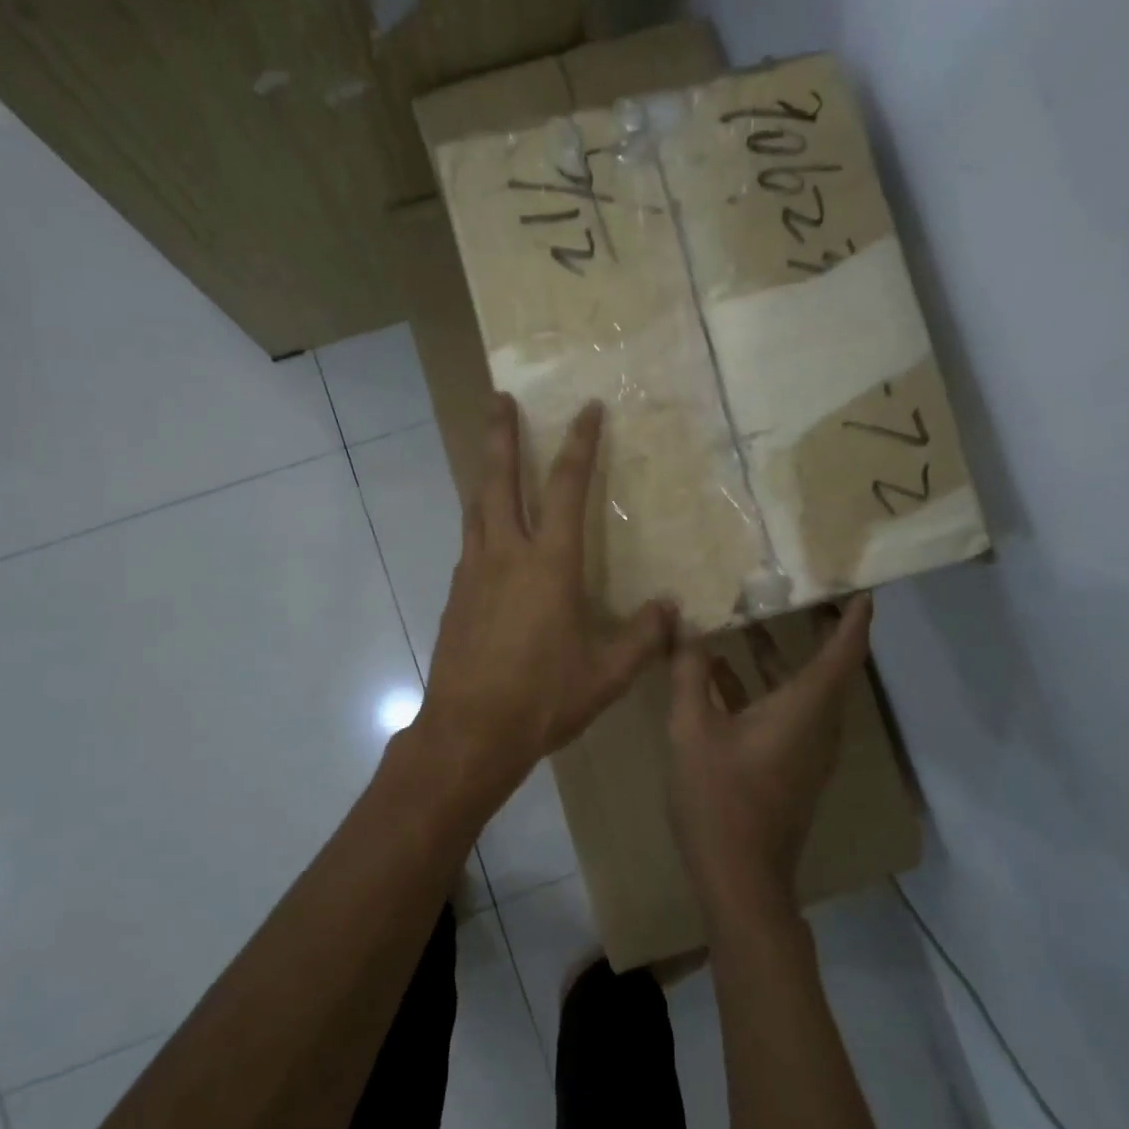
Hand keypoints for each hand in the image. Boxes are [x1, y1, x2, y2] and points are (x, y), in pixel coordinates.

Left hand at [413, 393, 673, 810]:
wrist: (469, 732)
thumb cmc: (543, 697)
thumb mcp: (608, 673)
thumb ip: (643, 637)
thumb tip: (672, 609)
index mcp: (549, 564)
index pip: (566, 488)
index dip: (579, 444)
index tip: (586, 408)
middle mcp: (506, 554)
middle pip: (499, 480)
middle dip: (500, 435)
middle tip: (499, 396)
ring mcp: (473, 573)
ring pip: (476, 507)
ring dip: (484, 474)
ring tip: (488, 452)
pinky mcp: (456, 596)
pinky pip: (470, 543)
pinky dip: (480, 522)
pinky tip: (489, 536)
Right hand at [667, 595, 873, 929]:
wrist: (740, 880)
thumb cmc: (719, 798)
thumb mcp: (693, 728)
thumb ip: (690, 671)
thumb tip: (684, 623)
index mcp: (806, 709)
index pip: (845, 651)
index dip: (856, 617)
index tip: (860, 586)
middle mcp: (818, 725)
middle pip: (830, 666)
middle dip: (819, 626)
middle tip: (800, 589)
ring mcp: (806, 750)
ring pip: (805, 689)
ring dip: (782, 654)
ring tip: (753, 618)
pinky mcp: (791, 767)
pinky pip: (787, 711)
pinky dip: (763, 686)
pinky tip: (721, 673)